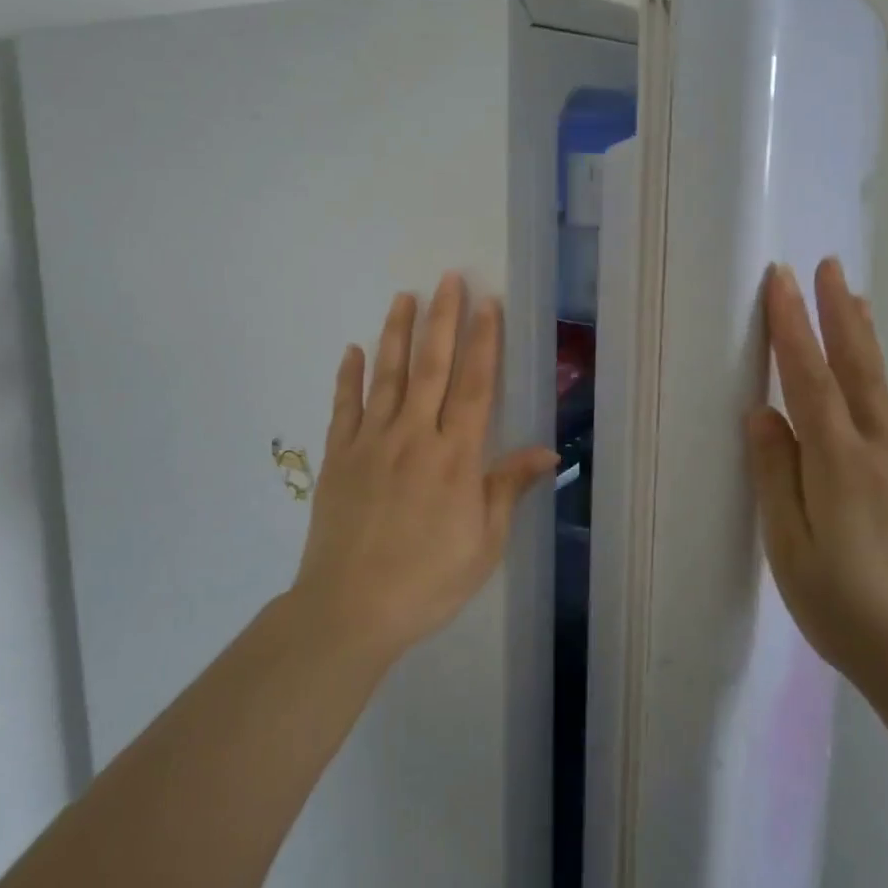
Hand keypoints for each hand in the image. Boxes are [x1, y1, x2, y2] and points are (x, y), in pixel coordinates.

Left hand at [292, 273, 558, 662]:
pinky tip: (353, 348)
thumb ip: (508, 488)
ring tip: (404, 295)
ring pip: (387, 375)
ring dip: (397, 332)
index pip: (475, 386)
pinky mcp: (339, 456)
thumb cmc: (428, 580)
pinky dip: (349, 376)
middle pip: (432, 366)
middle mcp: (414, 436)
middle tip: (449, 277)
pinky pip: (344, 406)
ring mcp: (372, 442)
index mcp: (455, 457)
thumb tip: (547, 451)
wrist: (349, 610)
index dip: (484, 341)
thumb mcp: (484, 543)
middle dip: (443, 319)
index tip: (488, 303)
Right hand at [746, 259, 887, 706]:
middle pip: (857, 367)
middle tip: (829, 265)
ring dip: (861, 336)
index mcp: (841, 464)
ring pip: (877, 386)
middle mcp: (878, 451)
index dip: (794, 327)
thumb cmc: (846, 609)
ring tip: (855, 298)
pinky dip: (870, 375)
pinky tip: (863, 376)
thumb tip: (762, 414)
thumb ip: (775, 475)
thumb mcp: (791, 549)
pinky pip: (884, 411)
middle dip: (840, 313)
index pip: (810, 379)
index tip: (781, 280)